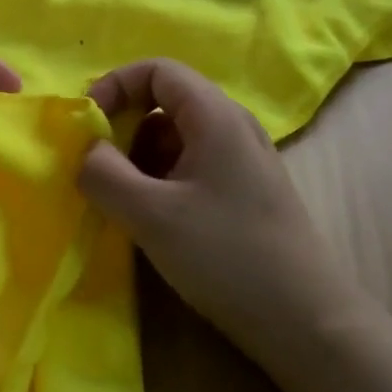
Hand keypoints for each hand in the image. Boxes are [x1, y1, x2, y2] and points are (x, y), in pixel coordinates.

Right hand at [78, 59, 368, 375]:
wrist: (306, 322)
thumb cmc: (226, 255)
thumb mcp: (151, 215)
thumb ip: (103, 174)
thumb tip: (85, 150)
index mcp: (215, 116)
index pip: (157, 69)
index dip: (115, 85)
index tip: (87, 123)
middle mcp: (231, 127)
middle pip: (165, 100)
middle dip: (122, 124)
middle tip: (95, 164)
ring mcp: (240, 161)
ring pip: (175, 136)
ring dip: (137, 156)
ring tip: (118, 197)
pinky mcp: (242, 193)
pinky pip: (189, 165)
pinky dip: (158, 178)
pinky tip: (148, 216)